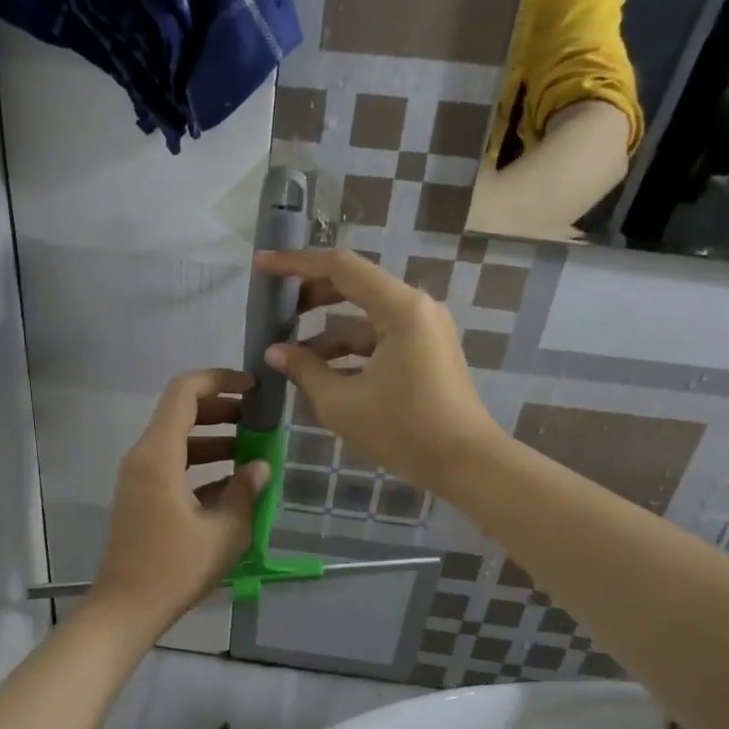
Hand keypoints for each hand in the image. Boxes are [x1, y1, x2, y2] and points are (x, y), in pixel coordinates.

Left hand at [90, 369, 271, 633]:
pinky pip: (172, 466)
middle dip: (221, 411)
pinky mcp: (141, 497)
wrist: (126, 610)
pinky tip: (233, 484)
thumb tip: (260, 466)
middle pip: (181, 413)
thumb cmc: (175, 569)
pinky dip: (201, 465)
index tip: (252, 388)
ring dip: (214, 440)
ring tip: (253, 452)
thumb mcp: (225, 532)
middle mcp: (143, 457)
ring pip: (178, 441)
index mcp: (158, 456)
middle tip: (258, 420)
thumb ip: (246, 492)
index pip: (184, 393)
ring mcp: (138, 478)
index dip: (219, 380)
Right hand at [254, 249, 501, 491]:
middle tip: (275, 313)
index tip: (262, 265)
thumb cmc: (403, 430)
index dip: (296, 264)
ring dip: (328, 333)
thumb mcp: (342, 403)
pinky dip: (350, 351)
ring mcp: (425, 330)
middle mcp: (416, 308)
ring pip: (365, 319)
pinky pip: (380, 339)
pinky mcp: (427, 352)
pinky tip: (323, 374)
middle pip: (354, 287)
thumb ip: (304, 370)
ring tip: (291, 357)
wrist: (466, 464)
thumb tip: (274, 353)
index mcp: (399, 308)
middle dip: (311, 298)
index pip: (340, 268)